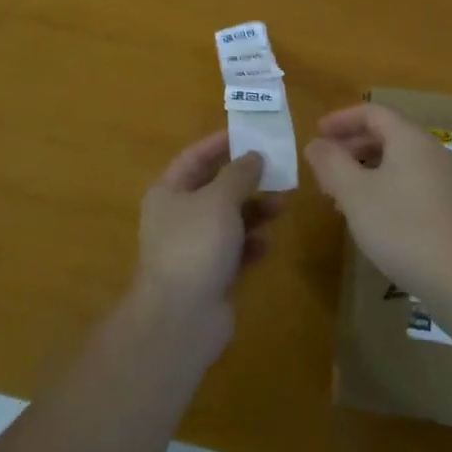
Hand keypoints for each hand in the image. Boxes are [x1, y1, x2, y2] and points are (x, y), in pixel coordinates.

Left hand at [133, 131, 277, 358]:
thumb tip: (254, 155)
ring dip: (255, 211)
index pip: (194, 157)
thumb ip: (239, 174)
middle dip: (245, 180)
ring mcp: (193, 248)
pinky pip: (235, 251)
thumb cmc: (195, 244)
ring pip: (229, 220)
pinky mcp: (210, 275)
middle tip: (277, 169)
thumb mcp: (219, 199)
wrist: (180, 318)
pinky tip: (268, 244)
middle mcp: (178, 217)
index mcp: (168, 192)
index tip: (248, 133)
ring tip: (283, 204)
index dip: (219, 144)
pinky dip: (251, 245)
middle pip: (215, 189)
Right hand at [305, 104, 451, 310]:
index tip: (317, 134)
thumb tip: (316, 144)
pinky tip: (373, 216)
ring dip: (366, 169)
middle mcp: (432, 151)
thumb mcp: (355, 194)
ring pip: (399, 160)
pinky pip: (412, 181)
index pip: (372, 112)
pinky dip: (386, 186)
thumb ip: (331, 163)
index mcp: (410, 139)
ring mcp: (446, 179)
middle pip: (387, 134)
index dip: (341, 119)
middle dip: (352, 147)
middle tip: (325, 168)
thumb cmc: (403, 229)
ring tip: (342, 195)